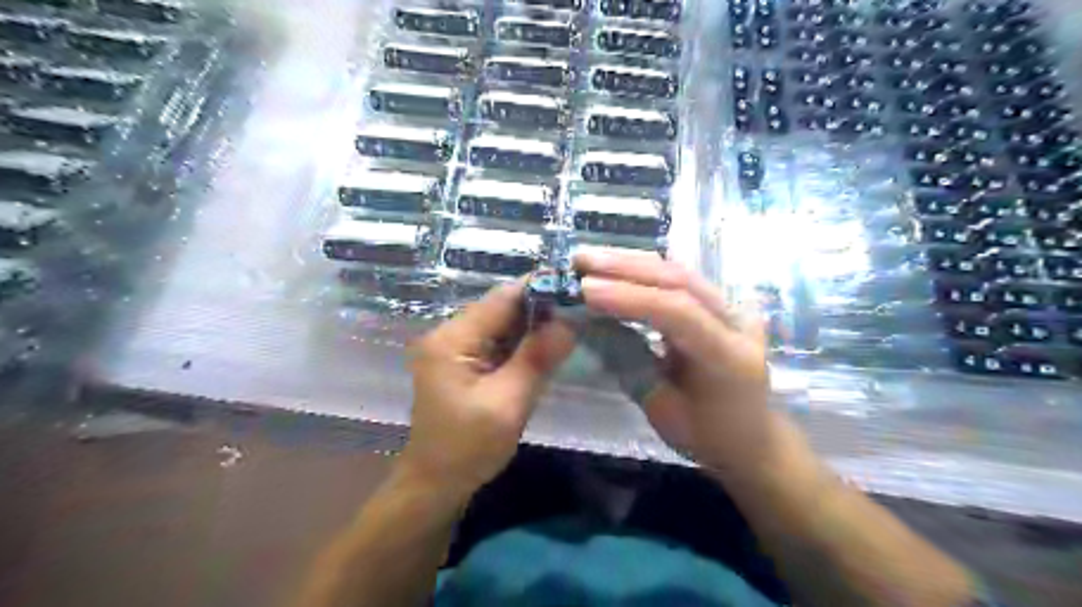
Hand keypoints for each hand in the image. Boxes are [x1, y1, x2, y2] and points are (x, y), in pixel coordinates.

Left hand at [403, 281, 573, 500]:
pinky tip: (546, 347)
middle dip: (541, 308)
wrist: (435, 484)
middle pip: (502, 308)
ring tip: (572, 325)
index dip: (540, 289)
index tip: (577, 288)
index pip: (502, 299)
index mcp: (453, 339)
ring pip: (502, 324)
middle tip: (581, 310)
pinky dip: (522, 343)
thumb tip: (570, 322)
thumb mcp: (508, 404)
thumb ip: (537, 359)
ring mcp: (455, 348)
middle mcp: (450, 334)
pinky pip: (498, 342)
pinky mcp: (463, 362)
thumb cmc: (467, 448)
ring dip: (534, 326)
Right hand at [578, 248, 783, 478]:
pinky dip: (645, 270)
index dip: (630, 297)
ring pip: (680, 272)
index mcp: (729, 357)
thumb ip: (630, 363)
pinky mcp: (721, 304)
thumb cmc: (707, 435)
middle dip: (626, 267)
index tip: (585, 289)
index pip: (679, 313)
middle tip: (580, 259)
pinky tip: (617, 265)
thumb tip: (590, 326)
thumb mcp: (662, 410)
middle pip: (680, 281)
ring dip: (632, 262)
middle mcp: (737, 323)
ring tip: (590, 258)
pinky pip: (681, 279)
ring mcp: (733, 309)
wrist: (753, 439)